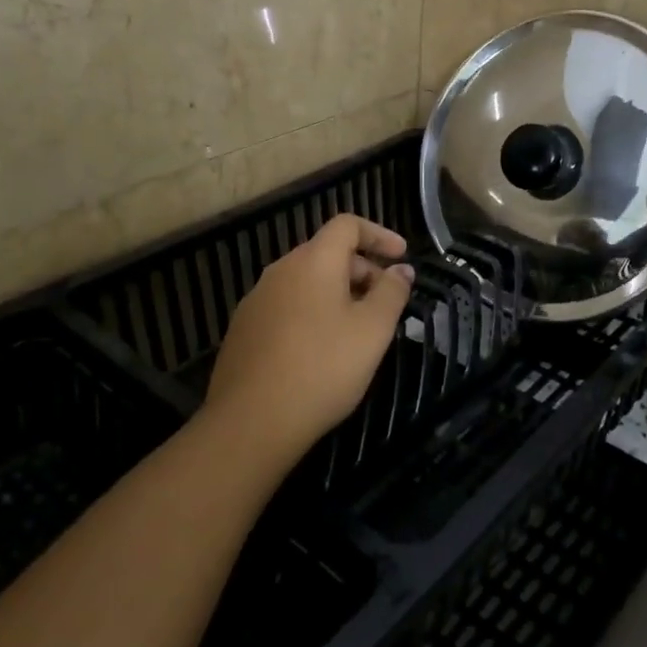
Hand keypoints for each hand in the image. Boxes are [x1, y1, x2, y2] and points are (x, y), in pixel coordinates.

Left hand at [203, 214, 414, 462]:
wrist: (251, 421)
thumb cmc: (323, 368)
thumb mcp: (372, 331)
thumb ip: (391, 293)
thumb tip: (401, 270)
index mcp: (313, 261)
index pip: (347, 225)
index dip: (379, 234)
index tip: (402, 256)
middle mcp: (280, 270)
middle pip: (326, 253)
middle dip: (362, 270)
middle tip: (385, 303)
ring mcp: (256, 299)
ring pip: (306, 282)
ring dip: (337, 294)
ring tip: (357, 329)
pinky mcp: (244, 329)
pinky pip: (287, 306)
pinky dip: (312, 313)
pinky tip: (321, 350)